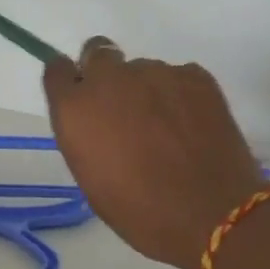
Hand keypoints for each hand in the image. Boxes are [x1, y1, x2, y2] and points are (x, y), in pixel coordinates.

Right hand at [43, 36, 268, 268]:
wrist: (211, 215)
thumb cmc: (141, 212)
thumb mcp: (93, 179)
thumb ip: (86, 135)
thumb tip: (98, 120)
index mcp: (76, 108)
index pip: (58, 69)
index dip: (70, 81)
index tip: (81, 97)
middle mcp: (111, 78)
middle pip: (99, 53)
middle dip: (107, 75)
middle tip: (125, 110)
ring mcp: (156, 72)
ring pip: (143, 70)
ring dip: (148, 90)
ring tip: (169, 129)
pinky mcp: (195, 75)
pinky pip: (179, 77)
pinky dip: (181, 95)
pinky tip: (194, 127)